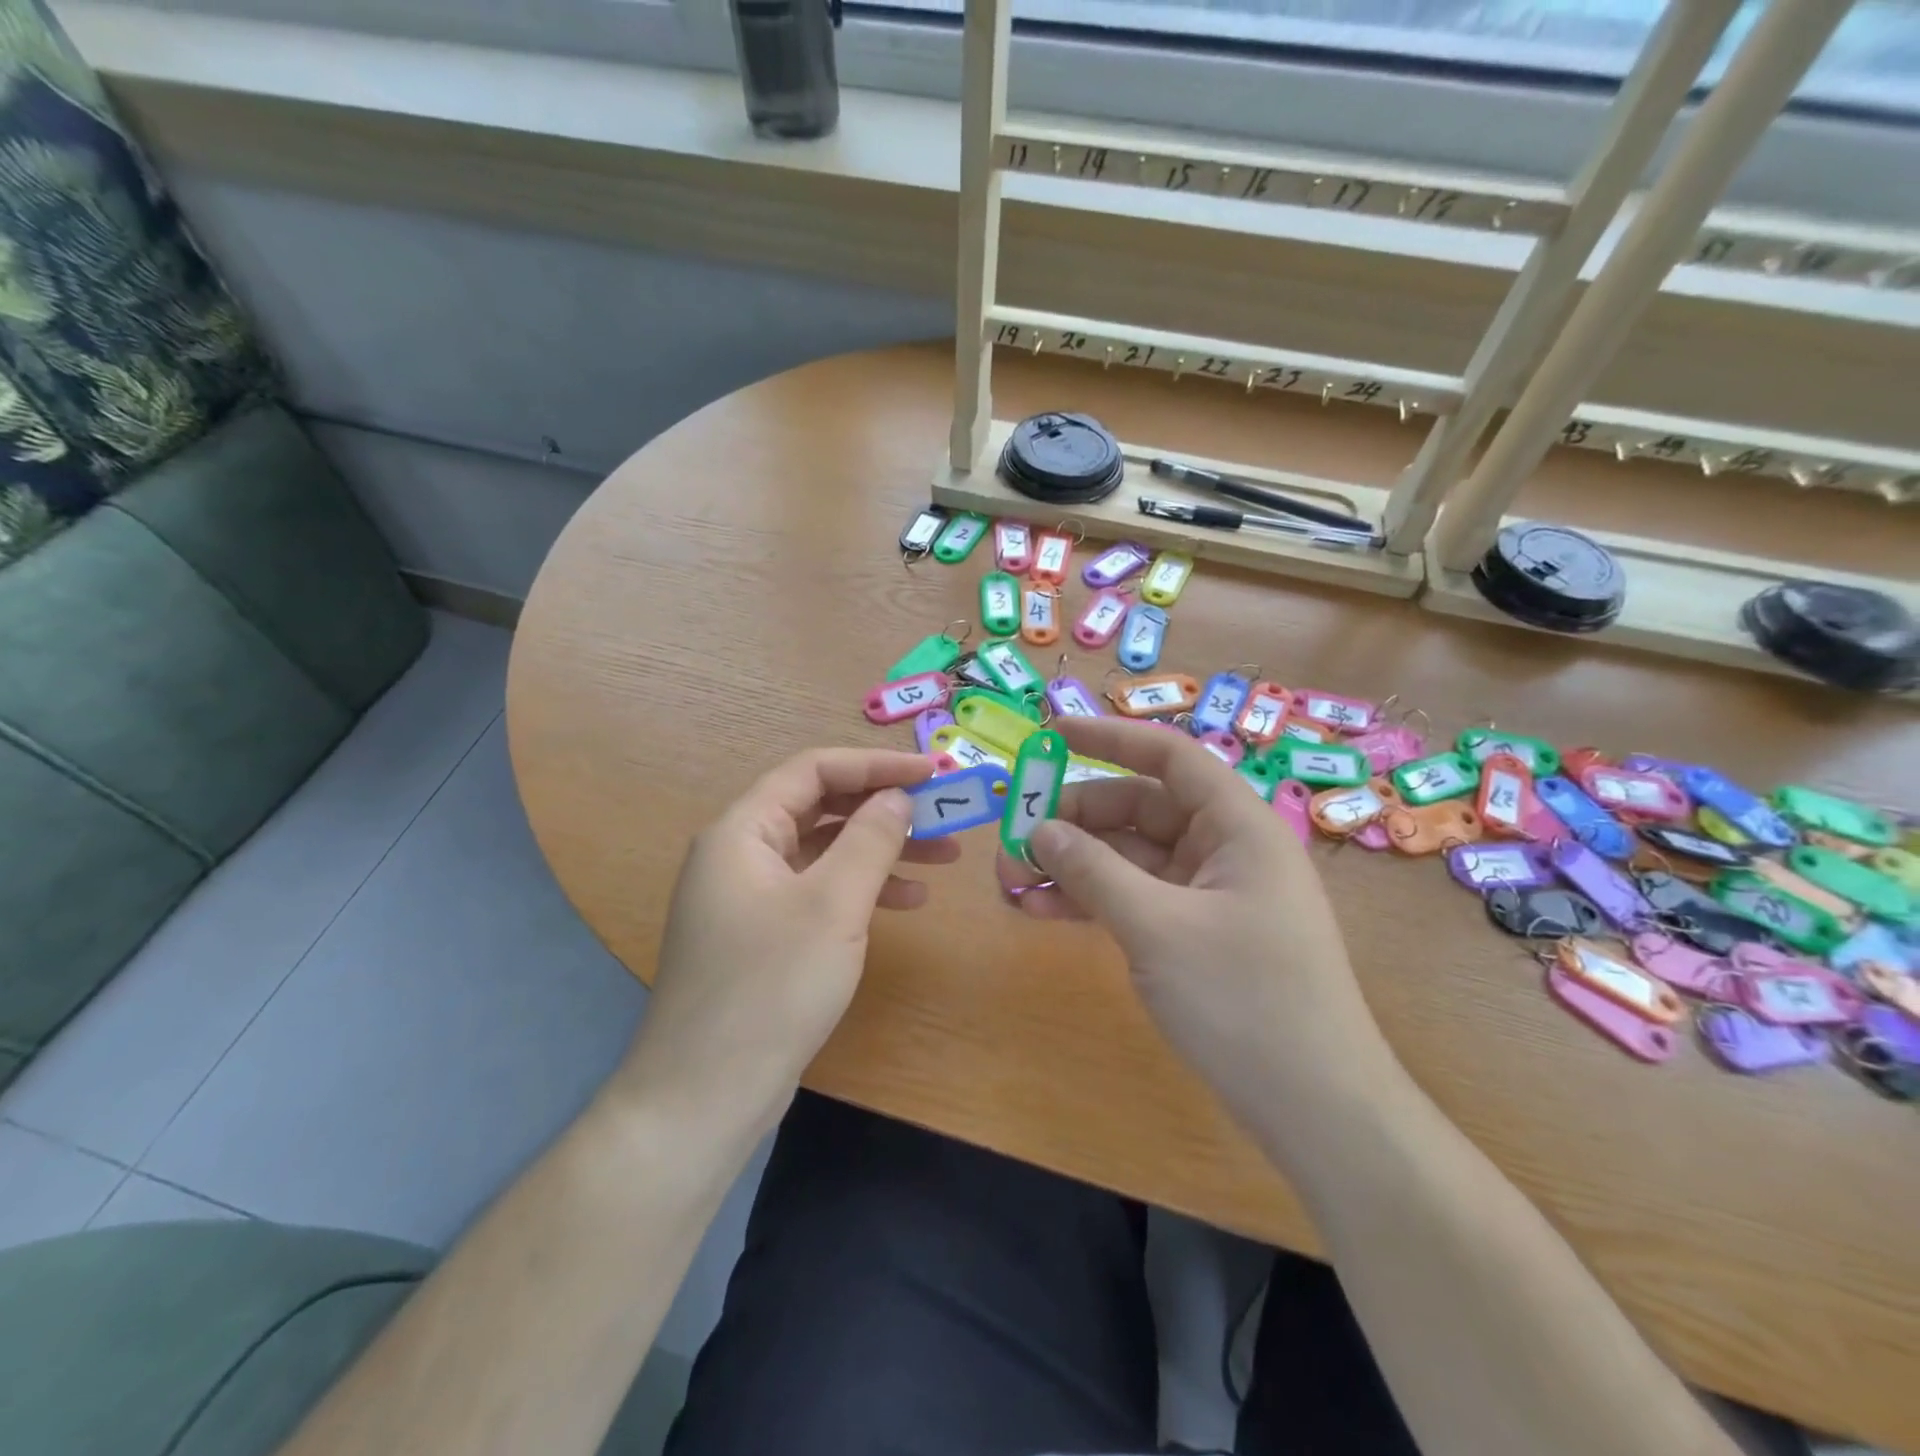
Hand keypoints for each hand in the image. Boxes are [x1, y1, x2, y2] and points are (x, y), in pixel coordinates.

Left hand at [619, 748, 956, 1135]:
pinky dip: (862, 889)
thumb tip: (897, 796)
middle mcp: (741, 853)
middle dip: (885, 808)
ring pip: (825, 851)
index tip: (934, 773)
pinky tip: (907, 902)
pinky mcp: (763, 934)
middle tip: (945, 815)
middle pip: (821, 808)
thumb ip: (870, 839)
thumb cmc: (770, 987)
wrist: (705, 1096)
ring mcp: (750, 897)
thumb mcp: (833, 905)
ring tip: (943, 858)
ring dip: (882, 849)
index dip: (877, 764)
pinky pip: (819, 890)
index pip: (814, 770)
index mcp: (743, 831)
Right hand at [998, 719, 1392, 1122]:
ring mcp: (1208, 893)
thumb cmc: (1245, 1000)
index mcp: (1236, 825)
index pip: (1169, 757)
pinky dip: (1092, 900)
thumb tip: (1039, 829)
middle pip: (1137, 809)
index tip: (1050, 737)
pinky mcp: (1193, 932)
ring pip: (1128, 858)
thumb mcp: (1157, 929)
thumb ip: (1094, 871)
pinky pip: (1134, 898)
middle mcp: (1223, 848)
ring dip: (1073, 864)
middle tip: (1013, 839)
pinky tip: (1042, 911)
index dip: (1109, 738)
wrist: (1315, 1109)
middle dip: (1073, 821)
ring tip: (1013, 881)